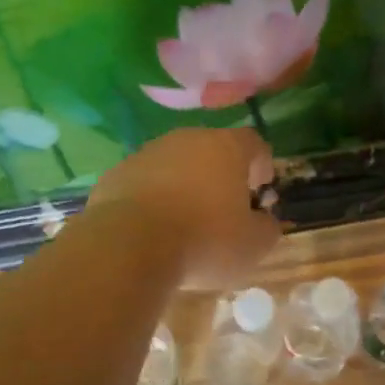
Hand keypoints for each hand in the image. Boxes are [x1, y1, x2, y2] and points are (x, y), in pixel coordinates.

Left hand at [89, 127, 281, 288]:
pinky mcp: (116, 173)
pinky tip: (152, 227)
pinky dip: (152, 198)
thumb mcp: (252, 245)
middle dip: (220, 174)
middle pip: (211, 149)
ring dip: (183, 185)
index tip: (261, 188)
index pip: (253, 144)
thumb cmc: (204, 241)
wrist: (130, 245)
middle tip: (224, 206)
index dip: (261, 164)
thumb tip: (265, 222)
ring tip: (185, 220)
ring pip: (174, 164)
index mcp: (227, 148)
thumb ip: (267, 229)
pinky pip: (144, 182)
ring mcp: (147, 153)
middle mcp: (187, 139)